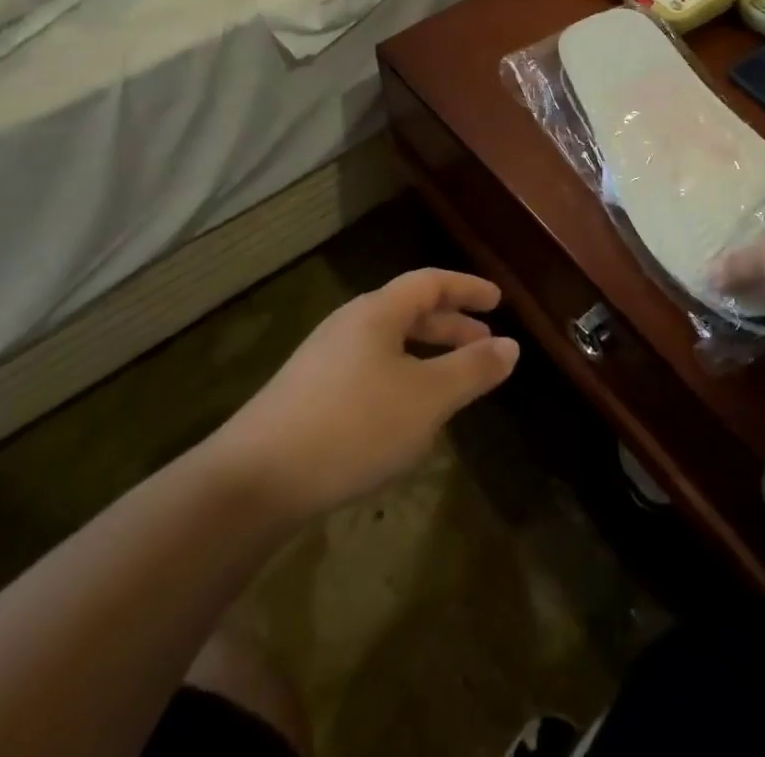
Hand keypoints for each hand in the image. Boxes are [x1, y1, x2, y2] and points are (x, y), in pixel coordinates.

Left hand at [204, 269, 519, 521]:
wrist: (253, 480)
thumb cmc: (353, 426)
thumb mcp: (427, 399)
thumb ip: (472, 370)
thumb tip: (511, 346)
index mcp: (377, 312)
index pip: (430, 283)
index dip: (466, 288)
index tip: (497, 300)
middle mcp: (349, 325)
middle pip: (408, 311)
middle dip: (450, 325)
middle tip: (484, 342)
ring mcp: (323, 359)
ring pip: (388, 344)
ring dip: (426, 355)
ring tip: (452, 382)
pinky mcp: (307, 394)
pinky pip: (369, 370)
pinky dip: (401, 378)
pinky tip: (405, 416)